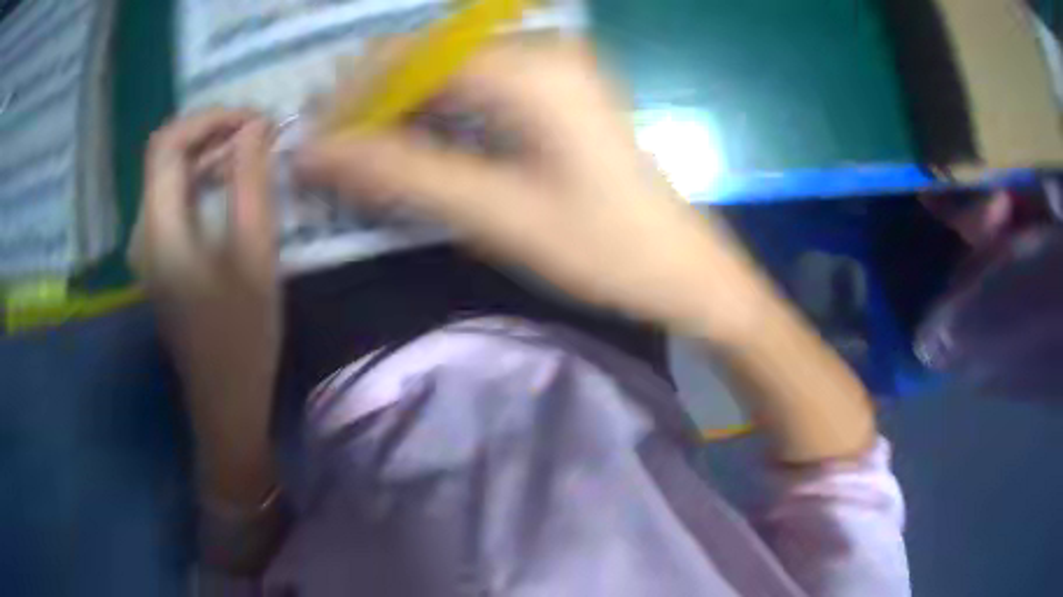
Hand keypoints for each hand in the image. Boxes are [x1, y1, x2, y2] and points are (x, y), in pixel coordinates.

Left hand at [131, 109, 279, 502]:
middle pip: (166, 155)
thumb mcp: (254, 252)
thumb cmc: (242, 334)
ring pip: (170, 176)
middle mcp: (143, 230)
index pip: (168, 143)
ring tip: (254, 153)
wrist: (224, 397)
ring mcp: (147, 246)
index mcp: (159, 229)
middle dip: (212, 132)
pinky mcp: (158, 257)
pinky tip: (231, 185)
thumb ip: (250, 181)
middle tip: (261, 133)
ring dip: (209, 154)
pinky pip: (175, 200)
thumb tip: (256, 126)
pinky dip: (202, 180)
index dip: (210, 119)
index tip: (255, 120)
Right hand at [296, 39, 764, 339]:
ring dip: (404, 109)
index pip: (411, 58)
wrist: (684, 269)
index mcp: (531, 68)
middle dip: (376, 101)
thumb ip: (399, 175)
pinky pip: (482, 85)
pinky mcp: (562, 92)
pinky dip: (441, 113)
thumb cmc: (602, 249)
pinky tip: (422, 146)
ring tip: (367, 156)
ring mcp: (557, 68)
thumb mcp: (493, 213)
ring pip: (452, 70)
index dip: (355, 96)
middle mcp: (544, 50)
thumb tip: (315, 153)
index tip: (318, 143)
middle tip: (337, 154)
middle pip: (430, 56)